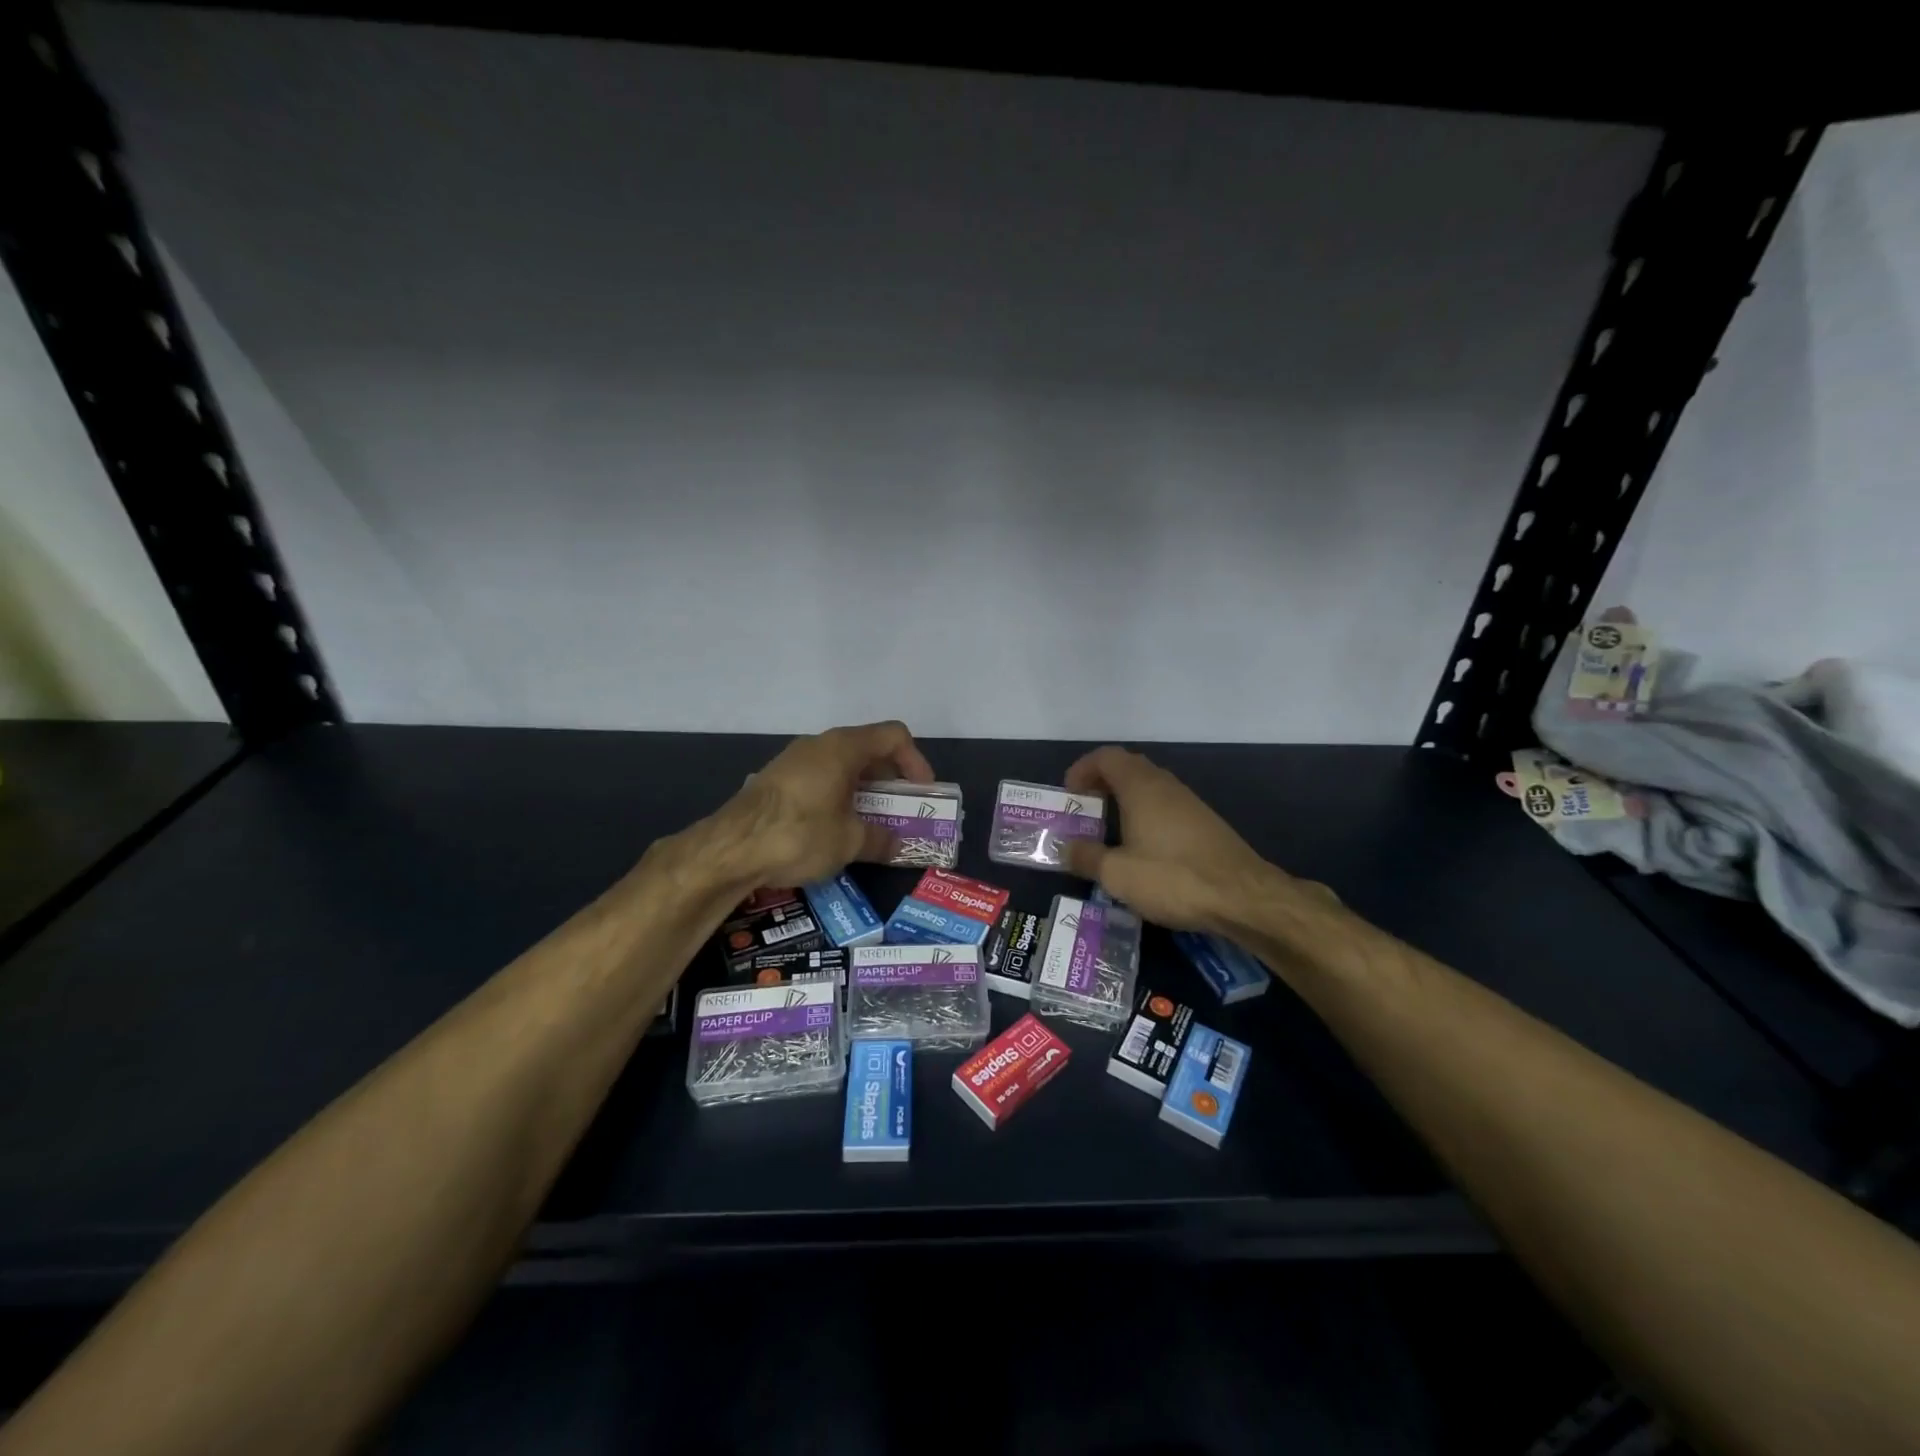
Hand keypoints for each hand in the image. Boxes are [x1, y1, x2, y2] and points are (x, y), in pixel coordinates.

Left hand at [704, 721, 935, 891]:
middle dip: (890, 780)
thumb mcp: (849, 842)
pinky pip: (820, 779)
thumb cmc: (800, 834)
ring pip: (842, 766)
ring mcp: (794, 761)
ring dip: (863, 790)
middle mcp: (820, 745)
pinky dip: (838, 796)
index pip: (894, 736)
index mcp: (844, 747)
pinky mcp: (776, 781)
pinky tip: (835, 828)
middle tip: (900, 811)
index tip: (920, 794)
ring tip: (871, 823)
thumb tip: (896, 844)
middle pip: (868, 749)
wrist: (730, 849)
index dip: (915, 761)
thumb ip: (880, 839)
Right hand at [1062, 746, 1283, 932]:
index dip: (1083, 769)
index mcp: (1141, 787)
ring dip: (1125, 801)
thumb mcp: (1117, 874)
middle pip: (1128, 768)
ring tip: (1108, 831)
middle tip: (1085, 811)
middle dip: (1102, 784)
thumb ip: (1086, 857)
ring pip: (1149, 788)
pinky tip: (1142, 849)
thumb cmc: (1173, 878)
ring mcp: (1190, 803)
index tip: (1069, 794)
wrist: (1244, 898)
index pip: (1107, 757)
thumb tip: (1064, 847)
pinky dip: (1146, 816)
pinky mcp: (1205, 824)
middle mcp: (1166, 786)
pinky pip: (1166, 807)